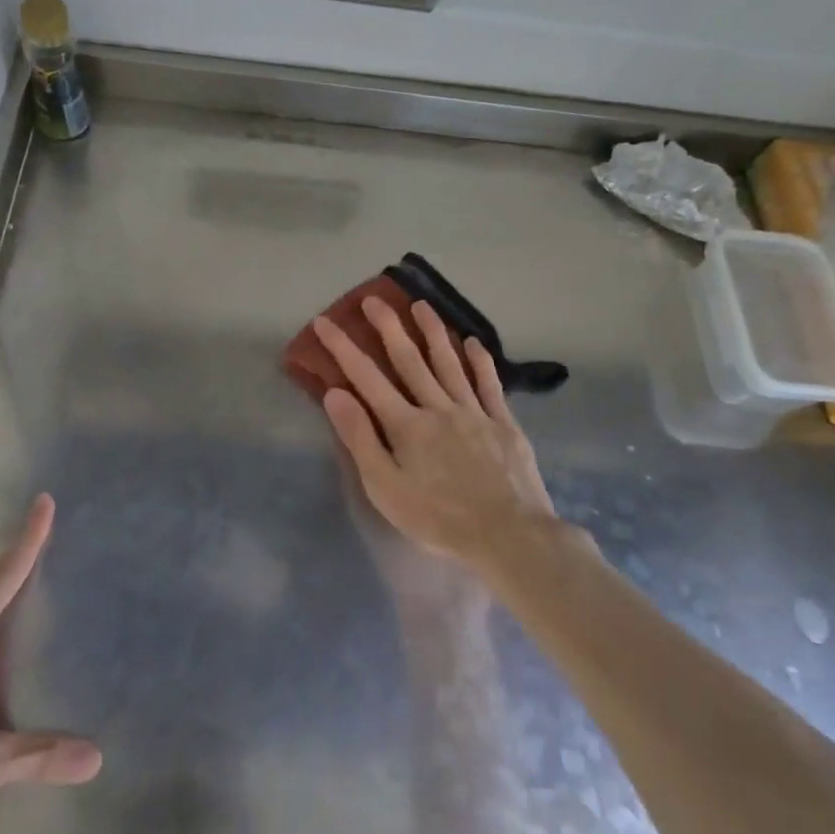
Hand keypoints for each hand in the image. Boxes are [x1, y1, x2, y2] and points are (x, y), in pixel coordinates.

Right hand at [313, 297, 562, 568]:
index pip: (366, 377)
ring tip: (420, 305)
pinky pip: (489, 384)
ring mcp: (474, 412)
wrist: (509, 535)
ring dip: (433, 331)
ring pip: (449, 363)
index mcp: (406, 425)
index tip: (325, 321)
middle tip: (373, 299)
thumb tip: (335, 394)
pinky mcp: (503, 423)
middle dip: (388, 327)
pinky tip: (473, 342)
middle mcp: (438, 407)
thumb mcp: (386, 488)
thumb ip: (360, 438)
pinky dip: (479, 361)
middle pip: (409, 360)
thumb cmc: (439, 518)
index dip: (343, 347)